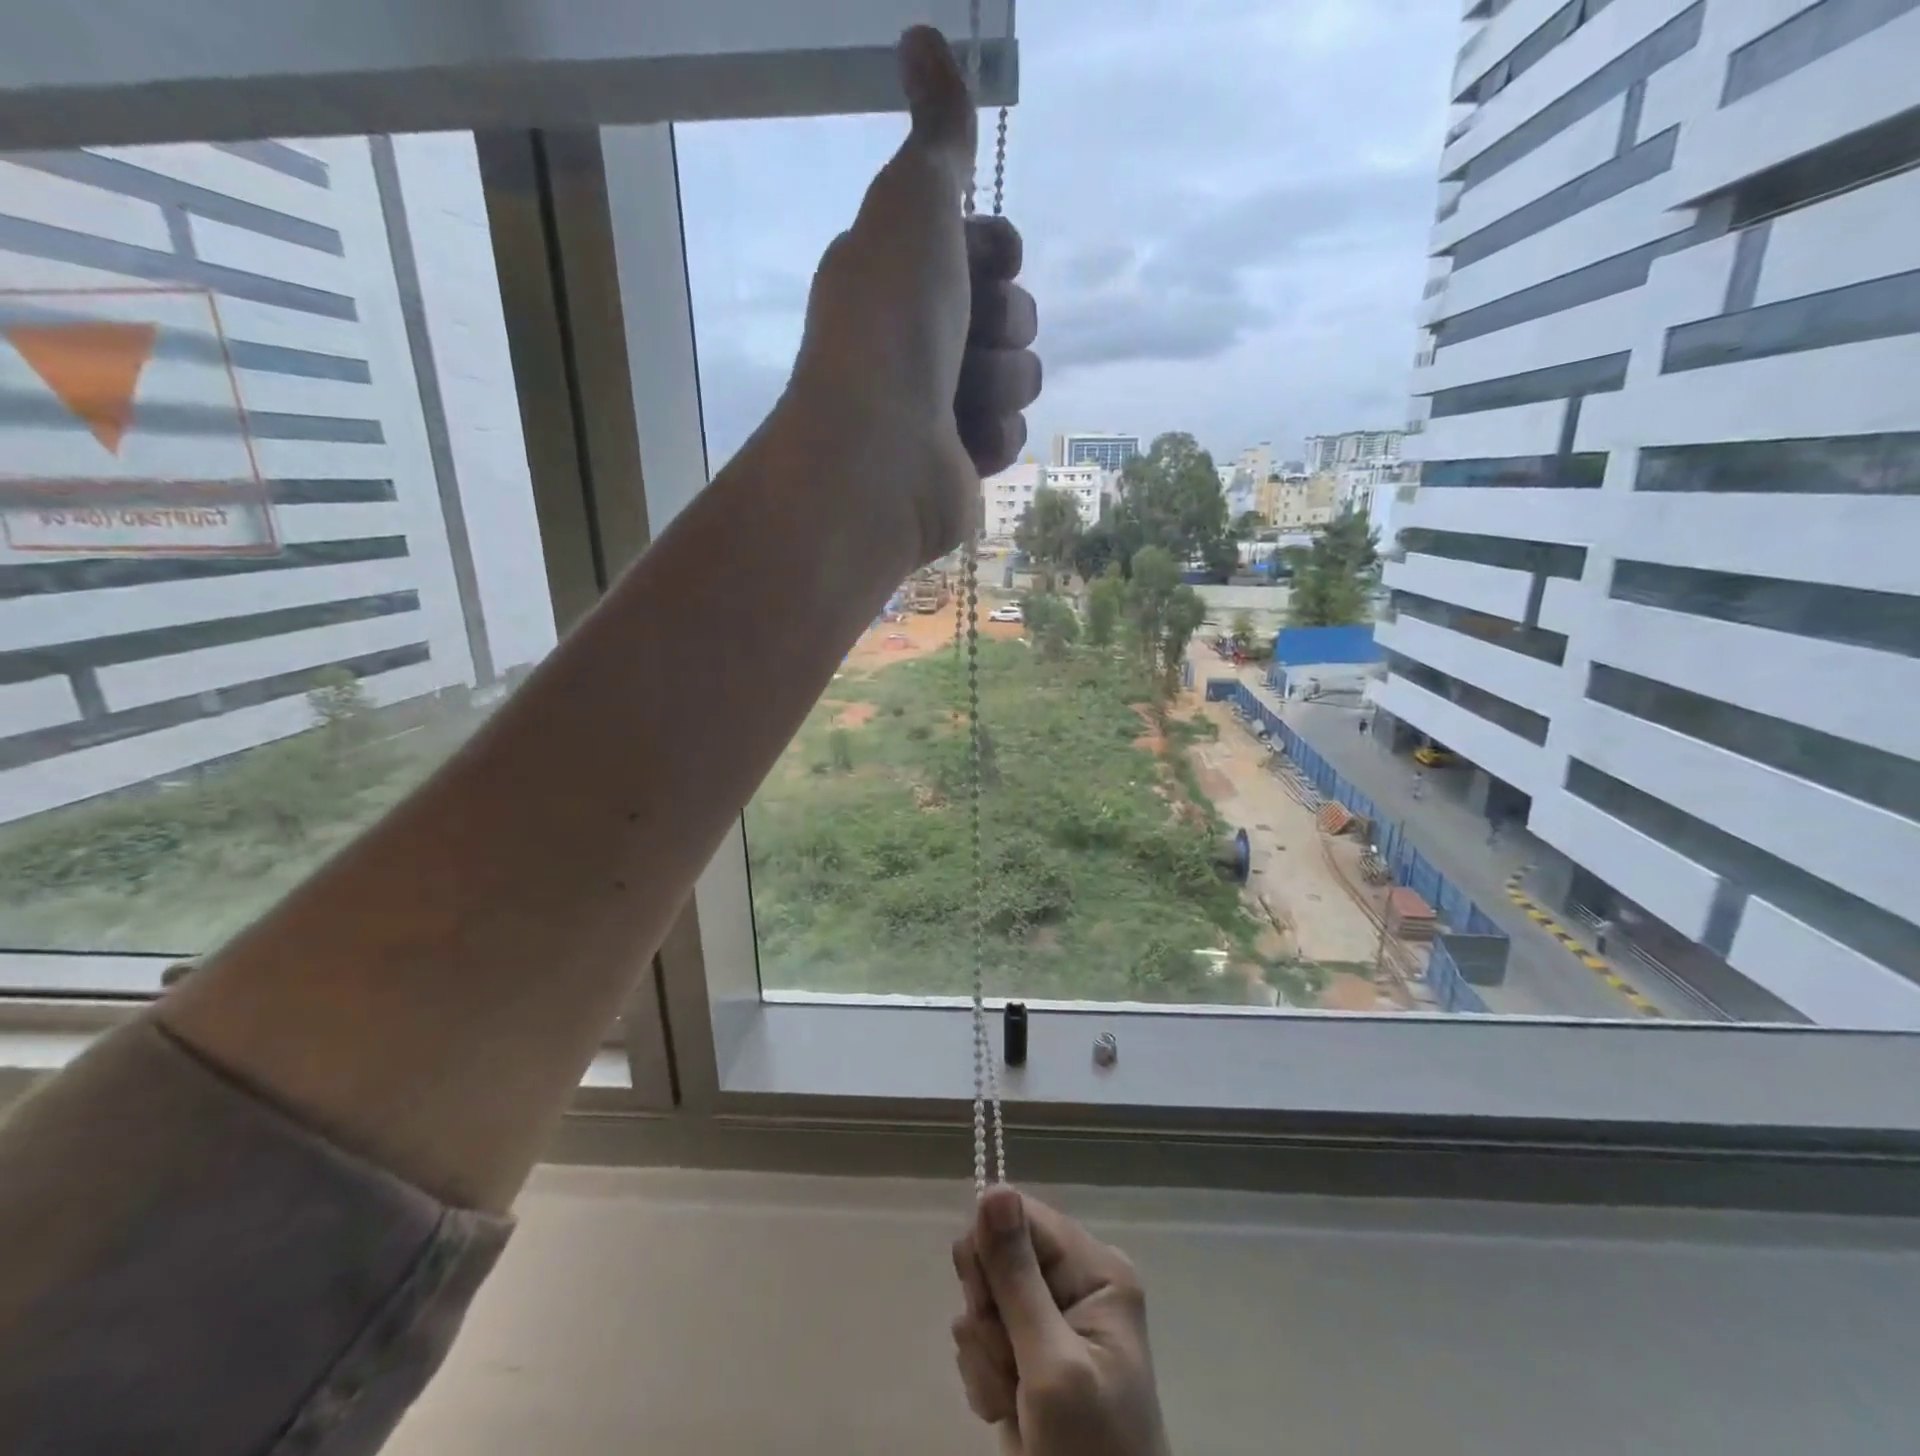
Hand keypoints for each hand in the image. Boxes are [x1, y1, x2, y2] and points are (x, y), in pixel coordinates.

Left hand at [786, 25, 1040, 567]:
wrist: (878, 454)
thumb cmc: (890, 326)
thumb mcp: (912, 204)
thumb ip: (935, 134)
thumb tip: (922, 37)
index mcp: (903, 276)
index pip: (992, 248)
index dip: (995, 252)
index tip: (972, 262)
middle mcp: (921, 339)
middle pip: (1014, 312)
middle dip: (1001, 322)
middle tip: (962, 339)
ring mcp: (942, 407)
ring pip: (1020, 376)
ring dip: (999, 383)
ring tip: (954, 402)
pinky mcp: (960, 463)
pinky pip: (1011, 434)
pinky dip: (993, 436)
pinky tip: (962, 444)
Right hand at [951, 1187, 1170, 1455]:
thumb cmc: (1089, 1454)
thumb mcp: (1051, 1366)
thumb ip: (1017, 1277)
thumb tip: (993, 1186)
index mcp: (1097, 1269)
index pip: (1021, 1215)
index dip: (990, 1253)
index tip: (983, 1304)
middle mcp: (1076, 1282)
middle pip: (999, 1256)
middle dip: (988, 1314)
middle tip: (1007, 1362)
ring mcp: (1053, 1320)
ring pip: (985, 1300)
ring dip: (986, 1355)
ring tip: (1013, 1400)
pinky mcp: (1031, 1355)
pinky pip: (985, 1338)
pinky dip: (986, 1376)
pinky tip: (1007, 1410)